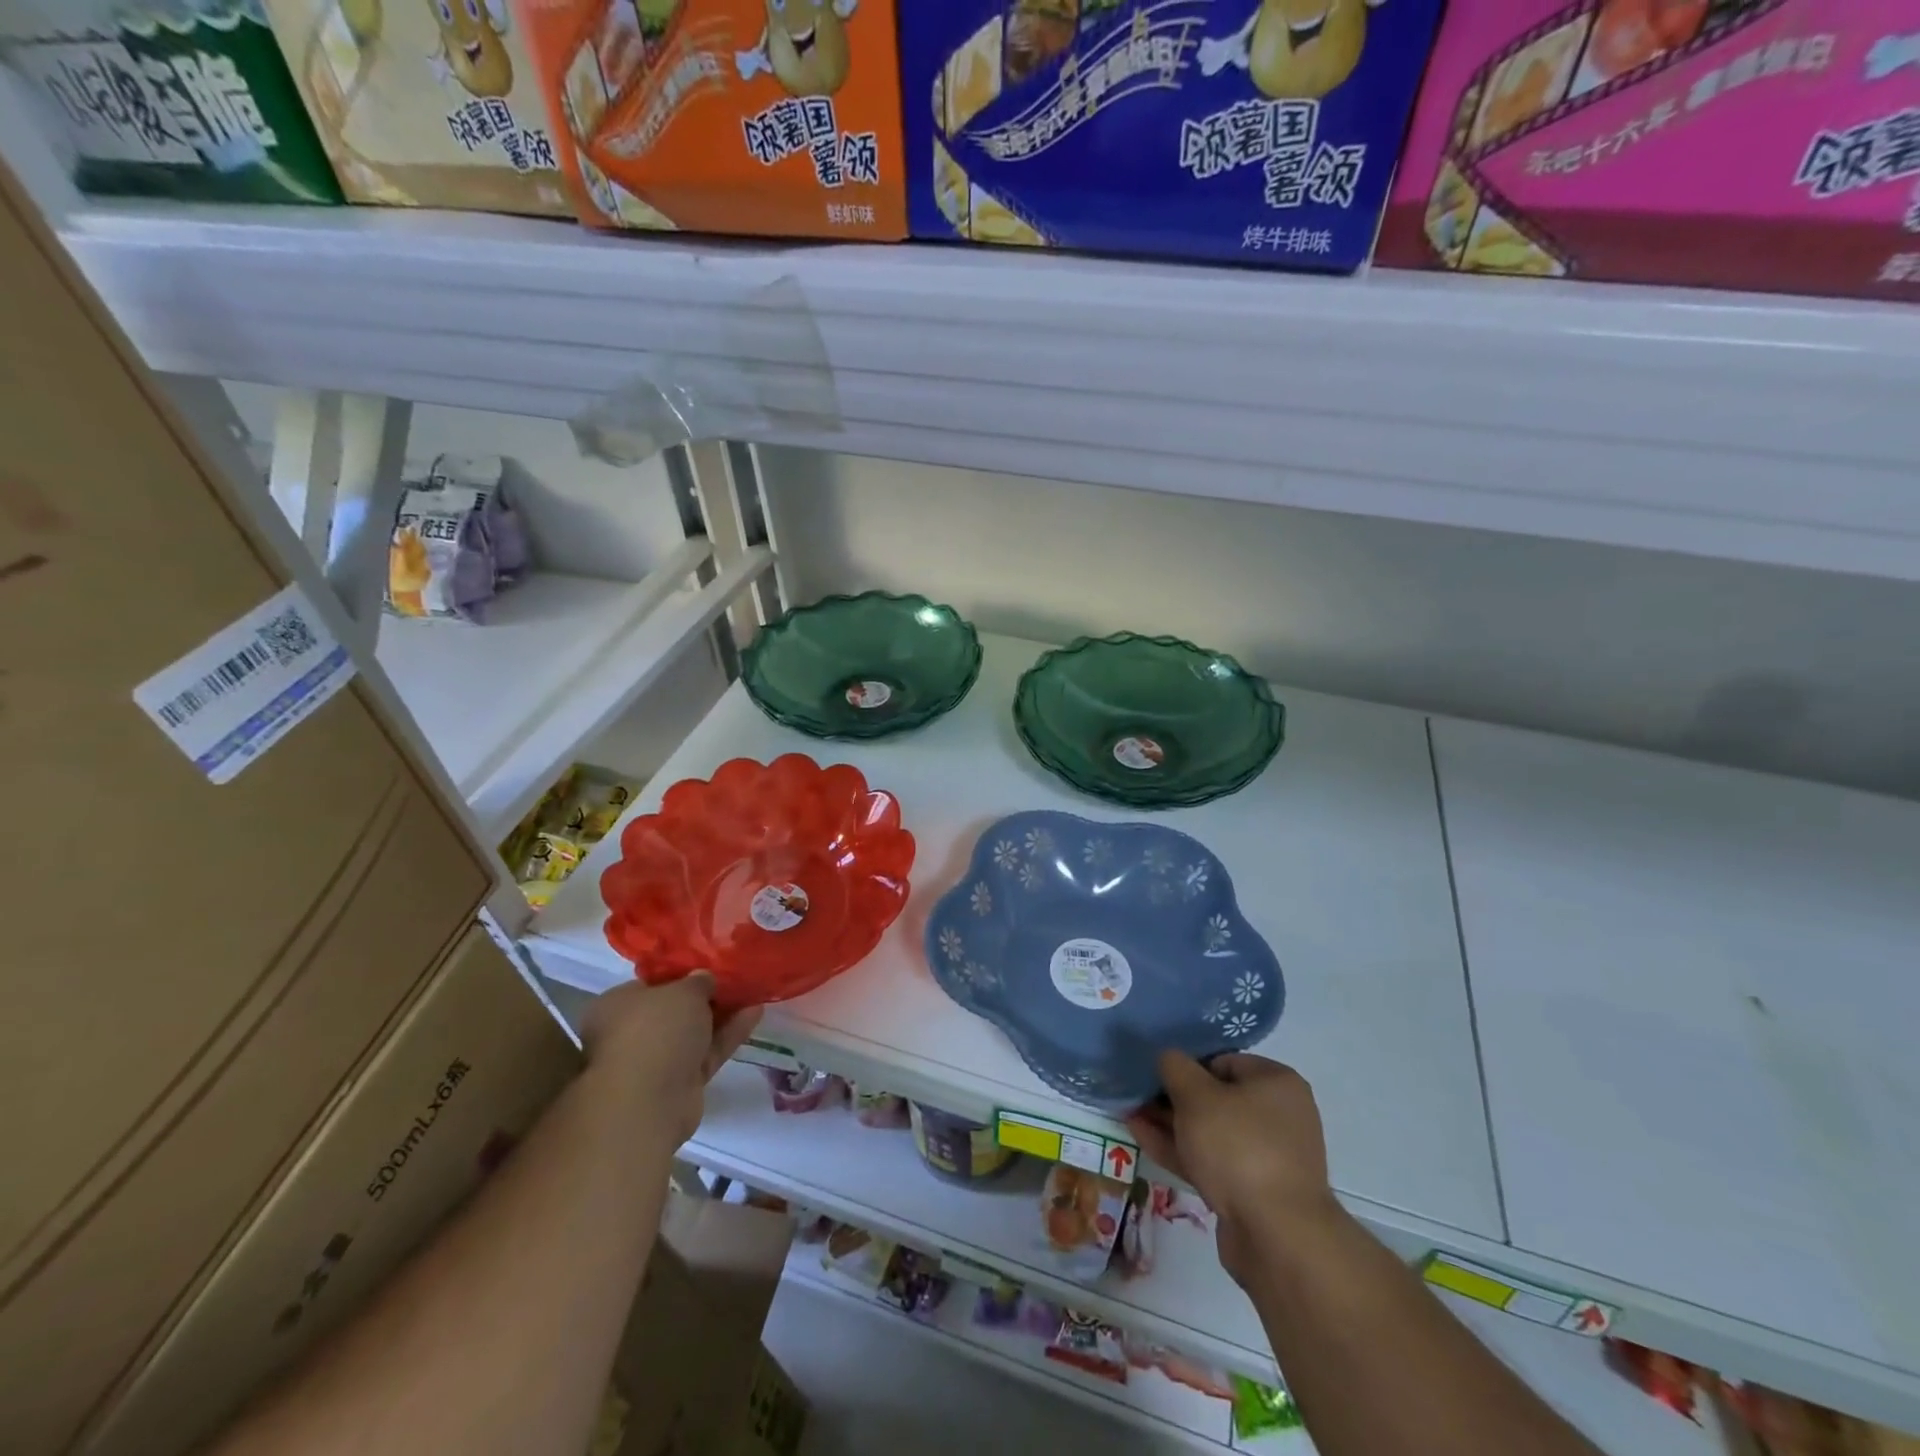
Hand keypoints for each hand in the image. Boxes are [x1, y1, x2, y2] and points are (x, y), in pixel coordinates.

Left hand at [581, 974, 760, 1147]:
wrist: (649, 1101)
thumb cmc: (656, 1030)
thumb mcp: (684, 991)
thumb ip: (699, 981)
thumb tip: (703, 979)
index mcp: (617, 1005)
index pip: (651, 983)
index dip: (681, 973)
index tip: (709, 966)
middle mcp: (631, 1033)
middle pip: (674, 1010)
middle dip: (705, 997)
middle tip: (735, 979)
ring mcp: (655, 1061)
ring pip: (694, 1032)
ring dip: (722, 1014)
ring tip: (754, 992)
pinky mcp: (679, 1083)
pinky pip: (707, 1052)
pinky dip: (729, 1034)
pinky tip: (756, 1013)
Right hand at [1126, 1052, 1340, 1284]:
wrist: (1277, 1237)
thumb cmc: (1239, 1147)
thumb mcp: (1197, 1095)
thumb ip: (1175, 1067)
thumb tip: (1168, 1058)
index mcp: (1276, 1083)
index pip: (1223, 1061)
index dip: (1187, 1066)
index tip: (1157, 1076)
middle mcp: (1278, 1116)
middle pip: (1215, 1098)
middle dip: (1173, 1098)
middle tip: (1137, 1096)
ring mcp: (1266, 1156)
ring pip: (1209, 1131)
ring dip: (1171, 1124)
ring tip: (1130, 1115)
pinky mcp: (1252, 1191)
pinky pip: (1211, 1160)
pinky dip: (1180, 1149)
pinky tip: (1142, 1138)